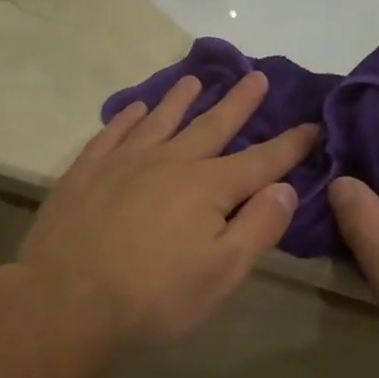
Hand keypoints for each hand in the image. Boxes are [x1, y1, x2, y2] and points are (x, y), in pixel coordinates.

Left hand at [16, 72, 318, 361]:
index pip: (260, 161)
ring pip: (160, 120)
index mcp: (207, 188)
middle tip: (256, 76)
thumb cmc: (153, 297)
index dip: (289, 144)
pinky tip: (136, 109)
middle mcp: (169, 162)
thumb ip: (258, 228)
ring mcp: (123, 162)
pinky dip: (128, 117)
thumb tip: (285, 188)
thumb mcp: (221, 274)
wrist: (66, 301)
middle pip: (211, 126)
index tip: (312, 124)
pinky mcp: (85, 171)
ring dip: (180, 99)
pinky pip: (112, 132)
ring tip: (194, 79)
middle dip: (238, 102)